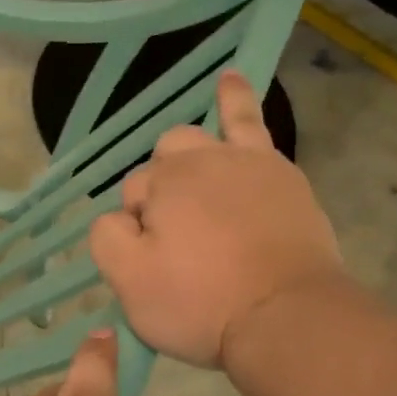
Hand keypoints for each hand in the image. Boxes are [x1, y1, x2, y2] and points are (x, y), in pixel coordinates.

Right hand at [90, 70, 341, 368]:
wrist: (288, 316)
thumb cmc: (204, 304)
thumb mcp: (131, 284)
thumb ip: (108, 238)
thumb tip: (117, 217)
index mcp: (160, 186)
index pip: (131, 196)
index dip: (137, 228)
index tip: (158, 263)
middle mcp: (196, 162)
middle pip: (162, 163)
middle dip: (159, 191)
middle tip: (177, 239)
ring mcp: (241, 162)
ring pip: (197, 137)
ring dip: (184, 149)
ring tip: (183, 165)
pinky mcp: (280, 173)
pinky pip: (250, 122)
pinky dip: (234, 98)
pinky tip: (230, 79)